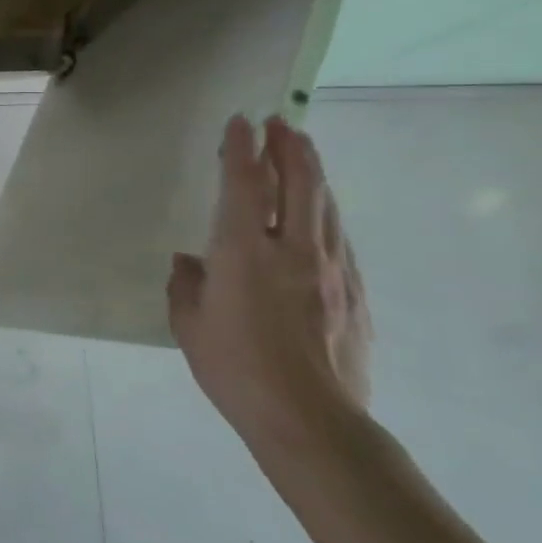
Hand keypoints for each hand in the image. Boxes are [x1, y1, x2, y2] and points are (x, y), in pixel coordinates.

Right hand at [167, 115, 371, 463]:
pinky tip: (323, 213)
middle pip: (299, 183)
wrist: (310, 420)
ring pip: (326, 206)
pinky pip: (340, 239)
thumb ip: (185, 285)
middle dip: (289, 147)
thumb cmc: (235, 369)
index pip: (245, 185)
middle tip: (282, 122)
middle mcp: (293, 250)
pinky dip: (327, 213)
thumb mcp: (189, 326)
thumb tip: (190, 262)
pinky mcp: (356, 295)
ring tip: (304, 152)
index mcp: (244, 253)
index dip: (241, 149)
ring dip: (313, 173)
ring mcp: (332, 271)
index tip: (240, 123)